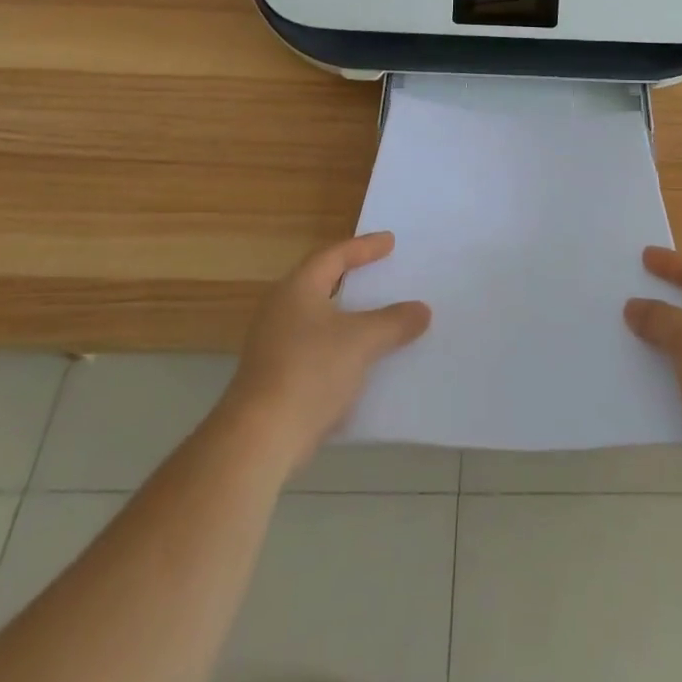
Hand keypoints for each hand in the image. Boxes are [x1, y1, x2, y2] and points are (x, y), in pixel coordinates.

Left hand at [223, 232, 430, 469]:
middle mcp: (280, 310)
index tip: (390, 242)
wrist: (259, 439)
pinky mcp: (274, 378)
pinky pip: (315, 349)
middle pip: (321, 284)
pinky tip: (360, 361)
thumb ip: (394, 321)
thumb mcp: (362, 341)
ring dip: (347, 317)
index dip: (363, 247)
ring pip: (318, 320)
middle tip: (380, 272)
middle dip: (352, 279)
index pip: (333, 256)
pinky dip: (339, 347)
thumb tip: (422, 310)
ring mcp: (273, 345)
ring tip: (376, 316)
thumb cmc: (311, 371)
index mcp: (297, 289)